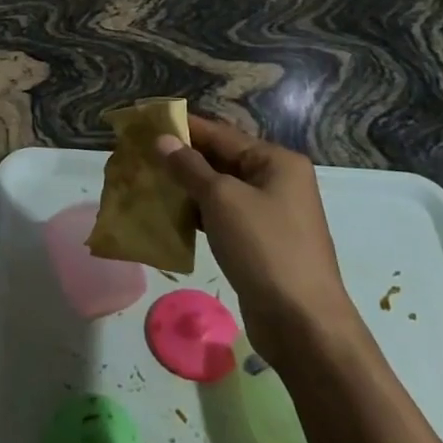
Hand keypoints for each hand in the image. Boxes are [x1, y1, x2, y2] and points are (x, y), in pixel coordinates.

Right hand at [155, 116, 356, 363]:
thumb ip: (189, 167)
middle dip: (182, 158)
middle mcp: (277, 182)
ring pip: (220, 190)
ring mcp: (270, 214)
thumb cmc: (264, 247)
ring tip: (147, 181)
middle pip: (221, 160)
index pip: (221, 134)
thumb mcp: (222, 199)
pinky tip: (169, 215)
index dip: (184, 127)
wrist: (302, 321)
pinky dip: (197, 213)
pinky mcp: (260, 242)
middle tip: (140, 153)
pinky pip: (222, 216)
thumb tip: (162, 140)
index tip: (147, 121)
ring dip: (186, 187)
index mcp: (276, 161)